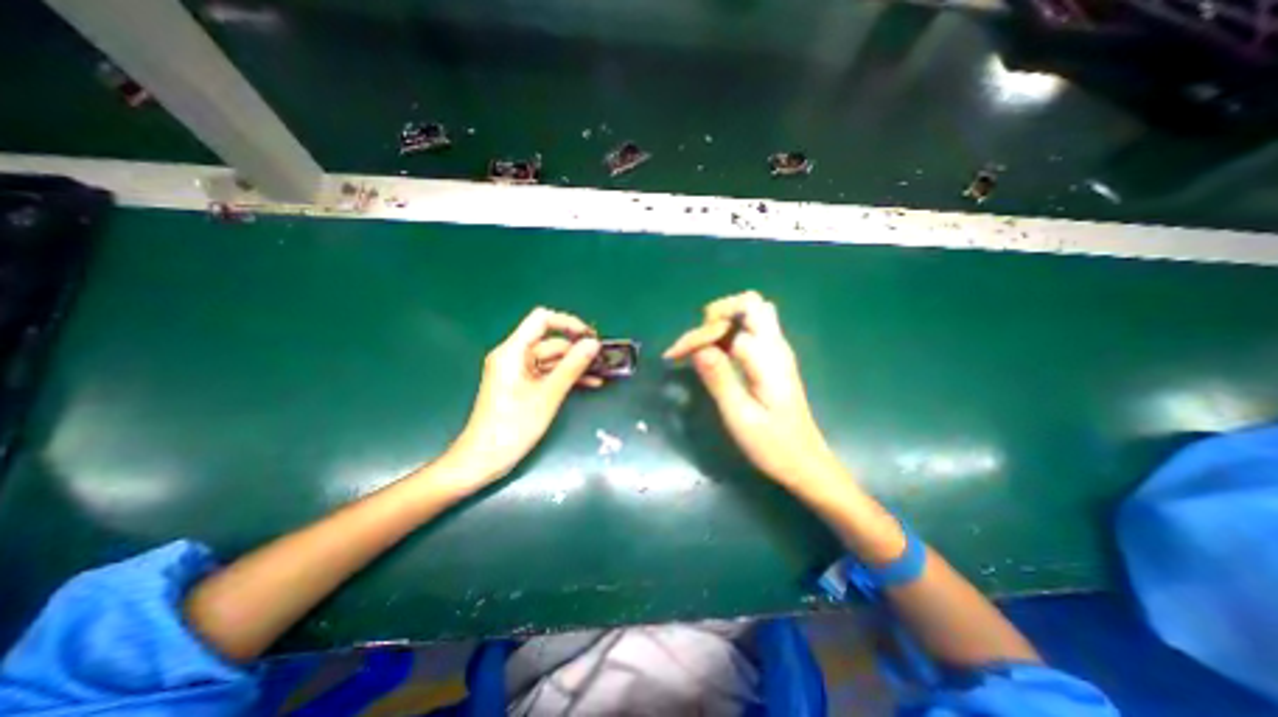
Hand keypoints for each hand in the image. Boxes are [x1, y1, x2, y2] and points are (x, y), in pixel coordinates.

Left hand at [444, 309, 602, 486]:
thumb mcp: (548, 395)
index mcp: (513, 351)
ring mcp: (517, 372)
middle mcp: (513, 356)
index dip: (568, 323)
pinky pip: (547, 374)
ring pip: (551, 359)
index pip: (542, 320)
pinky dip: (565, 377)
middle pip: (549, 341)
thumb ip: (572, 366)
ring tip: (602, 372)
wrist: (483, 460)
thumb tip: (593, 343)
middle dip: (577, 349)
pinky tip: (589, 383)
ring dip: (575, 365)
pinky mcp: (522, 386)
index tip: (591, 337)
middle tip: (603, 360)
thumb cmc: (513, 426)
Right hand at [663, 291, 845, 487]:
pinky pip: (751, 331)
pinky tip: (715, 354)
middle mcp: (776, 346)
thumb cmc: (773, 445)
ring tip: (702, 346)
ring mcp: (777, 351)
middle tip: (695, 343)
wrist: (805, 463)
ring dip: (723, 321)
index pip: (732, 322)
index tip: (678, 356)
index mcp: (769, 357)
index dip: (701, 334)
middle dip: (716, 314)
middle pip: (750, 303)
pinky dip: (729, 333)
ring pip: (752, 314)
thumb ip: (719, 378)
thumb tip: (698, 348)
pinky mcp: (773, 360)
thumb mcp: (740, 416)